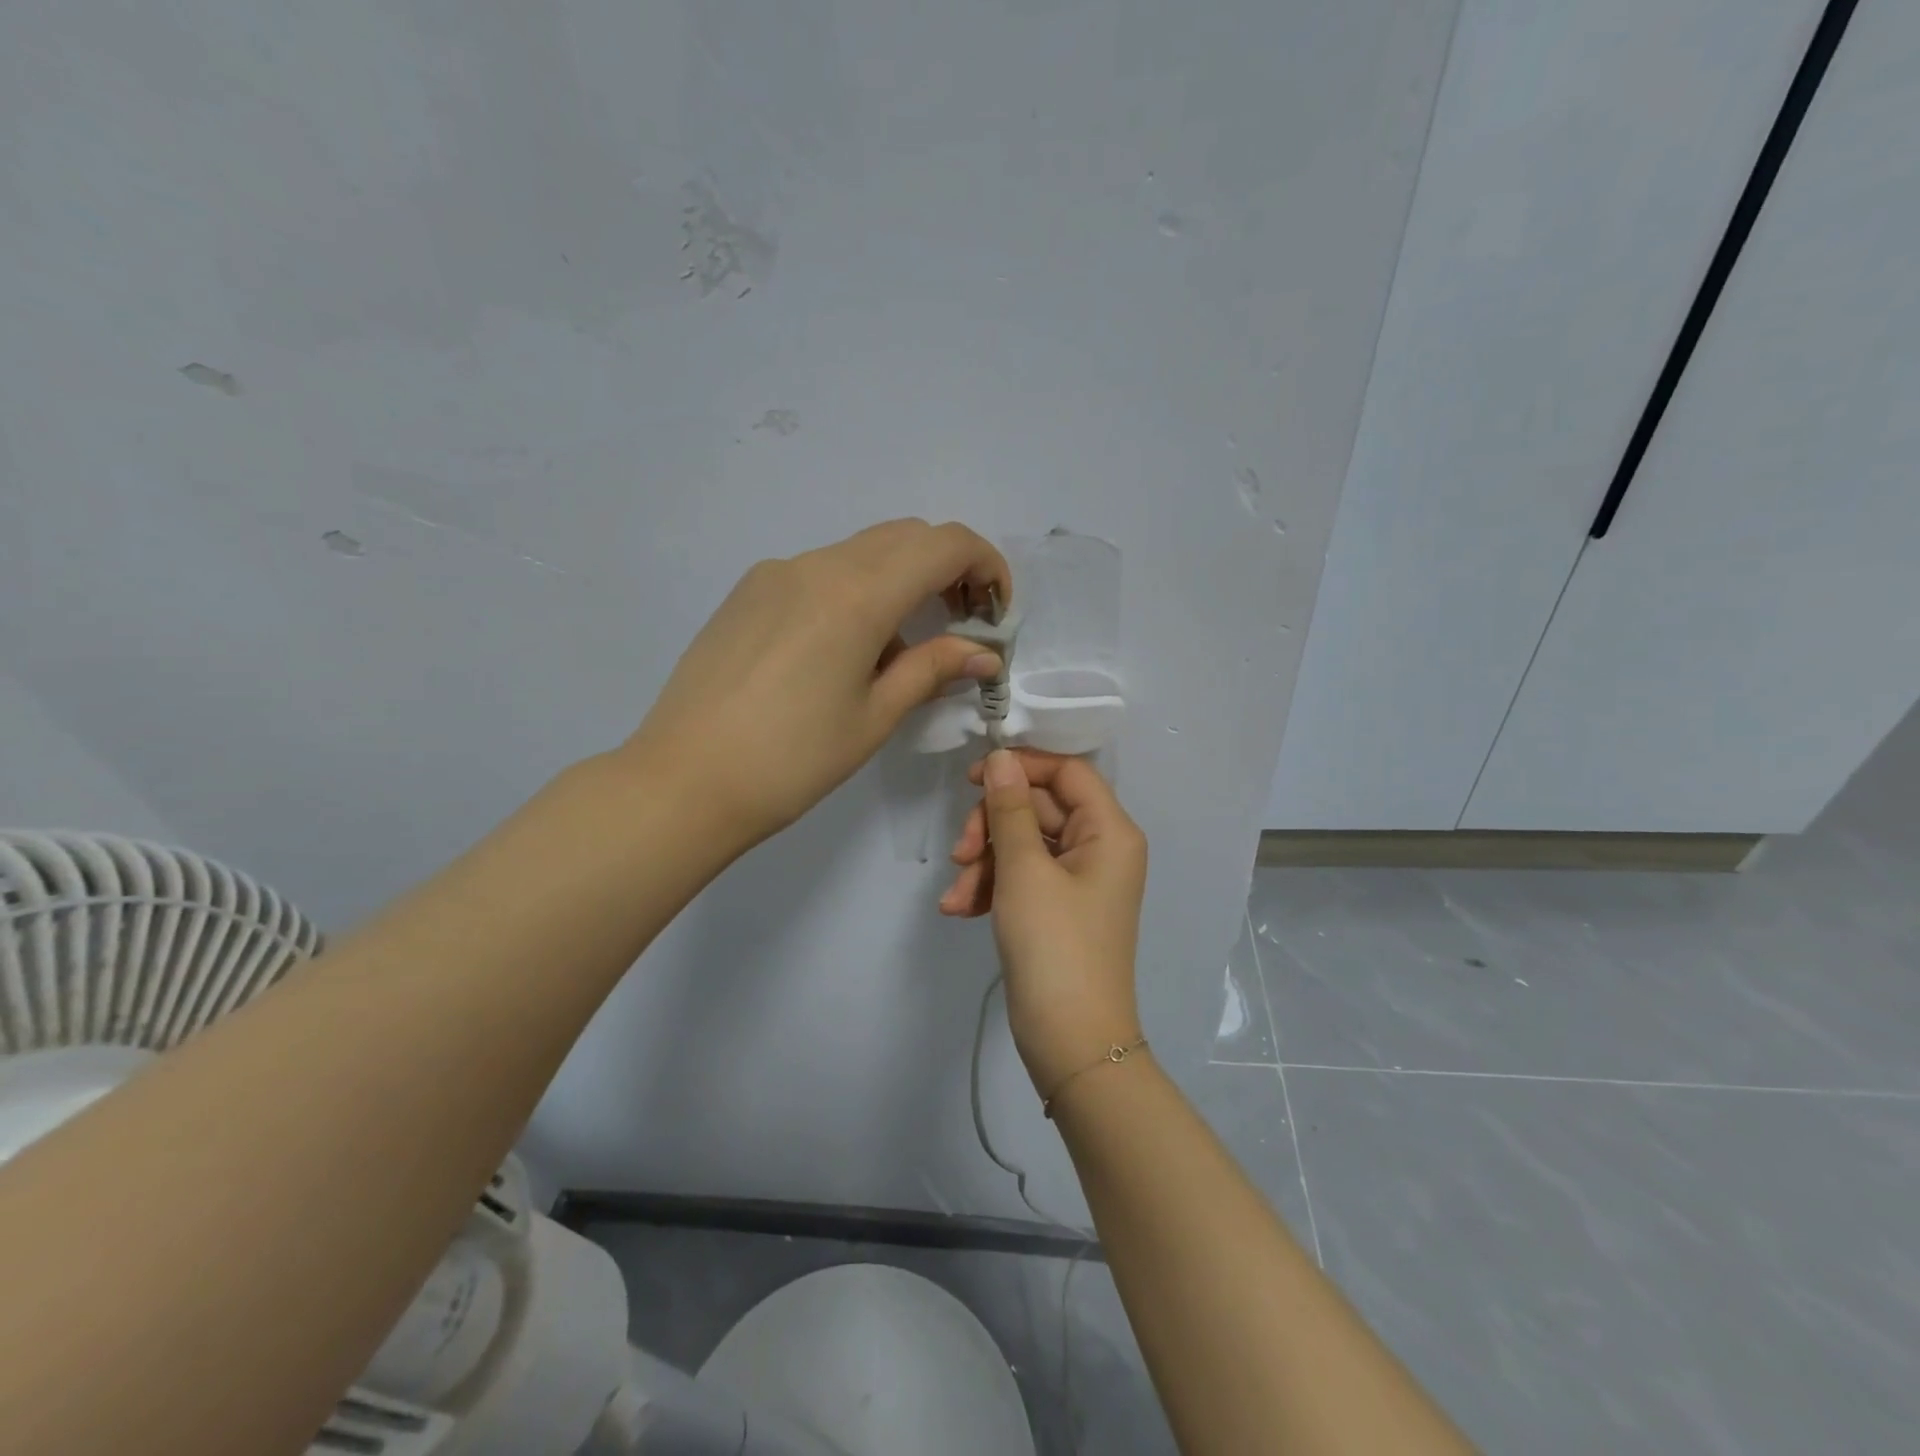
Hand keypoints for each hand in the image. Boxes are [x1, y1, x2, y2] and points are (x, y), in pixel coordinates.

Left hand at [624, 519, 1010, 852]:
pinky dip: (856, 592)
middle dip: (948, 569)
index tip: (996, 610)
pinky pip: (821, 572)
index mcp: (857, 595)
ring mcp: (776, 573)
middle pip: (905, 537)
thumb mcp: (874, 717)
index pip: (944, 544)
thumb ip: (933, 669)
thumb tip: (984, 654)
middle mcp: (817, 565)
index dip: (986, 565)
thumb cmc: (792, 760)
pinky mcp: (748, 591)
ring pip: (862, 552)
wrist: (684, 781)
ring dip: (901, 582)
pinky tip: (844, 650)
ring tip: (901, 649)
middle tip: (963, 623)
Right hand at [941, 748, 1147, 1097]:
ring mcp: (1078, 881)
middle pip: (1039, 808)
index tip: (974, 777)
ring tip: (956, 898)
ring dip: (984, 863)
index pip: (1067, 771)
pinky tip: (960, 910)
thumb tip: (1002, 757)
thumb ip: (1010, 808)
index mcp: (1109, 831)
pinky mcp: (1057, 908)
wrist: (1071, 1042)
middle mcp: (1100, 848)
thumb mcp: (1024, 870)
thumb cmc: (1054, 946)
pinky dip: (991, 888)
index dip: (1022, 766)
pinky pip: (1022, 878)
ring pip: (1023, 845)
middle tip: (961, 852)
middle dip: (992, 827)